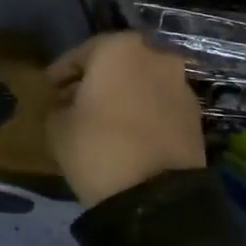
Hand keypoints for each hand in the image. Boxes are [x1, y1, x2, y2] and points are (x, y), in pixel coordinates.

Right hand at [46, 33, 205, 205]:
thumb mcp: (56, 124)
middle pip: (116, 63)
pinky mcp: (196, 115)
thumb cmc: (97, 146)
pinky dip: (143, 111)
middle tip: (75, 100)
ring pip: (141, 82)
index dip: (61, 72)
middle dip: (96, 79)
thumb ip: (59, 104)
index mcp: (118, 48)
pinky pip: (159, 104)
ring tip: (102, 119)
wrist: (156, 196)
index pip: (80, 54)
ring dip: (122, 94)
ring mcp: (180, 85)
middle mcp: (155, 56)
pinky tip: (127, 132)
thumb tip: (67, 103)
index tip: (49, 88)